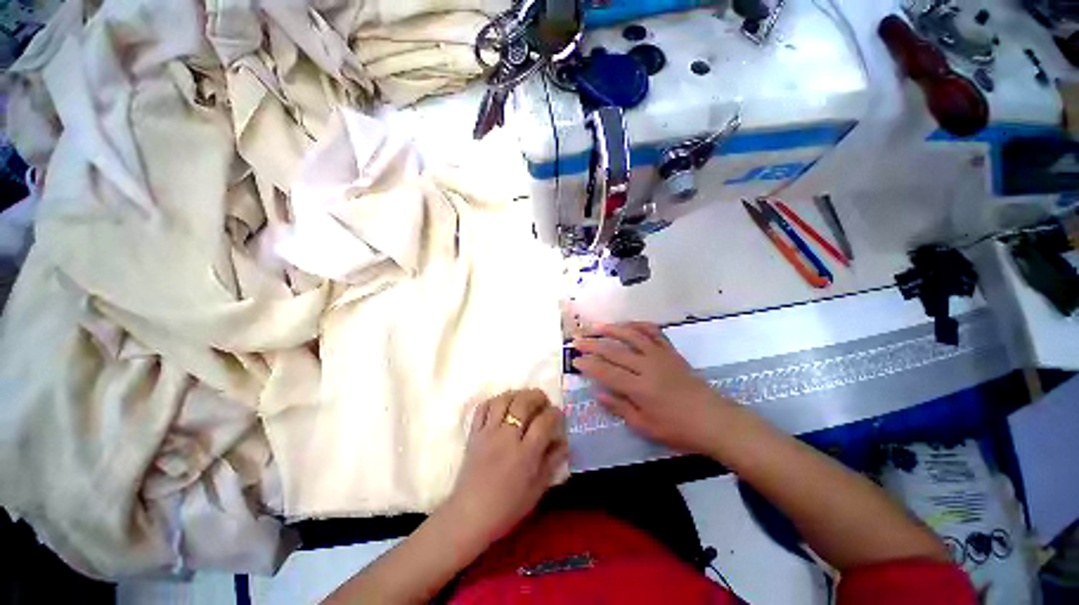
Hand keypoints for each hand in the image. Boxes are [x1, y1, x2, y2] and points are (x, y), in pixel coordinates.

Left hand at [442, 389, 567, 547]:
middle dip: (537, 396)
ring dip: (517, 394)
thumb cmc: (507, 508)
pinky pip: (482, 408)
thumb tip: (564, 442)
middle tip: (544, 401)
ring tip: (524, 399)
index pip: (544, 422)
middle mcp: (506, 438)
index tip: (558, 414)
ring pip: (503, 400)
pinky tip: (502, 405)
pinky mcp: (473, 434)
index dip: (555, 413)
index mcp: (525, 454)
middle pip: (523, 403)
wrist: (469, 516)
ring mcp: (488, 433)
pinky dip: (494, 401)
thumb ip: (551, 462)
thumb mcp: (536, 490)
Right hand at [572, 322, 735, 454]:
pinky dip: (639, 325)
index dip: (588, 365)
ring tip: (596, 326)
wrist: (714, 420)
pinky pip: (654, 332)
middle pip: (614, 350)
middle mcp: (647, 366)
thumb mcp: (645, 426)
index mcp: (639, 388)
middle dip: (592, 344)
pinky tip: (628, 324)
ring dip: (611, 329)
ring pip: (631, 335)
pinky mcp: (671, 351)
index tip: (574, 360)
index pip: (606, 372)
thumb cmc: (678, 429)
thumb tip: (598, 393)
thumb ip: (620, 408)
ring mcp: (660, 356)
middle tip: (577, 341)